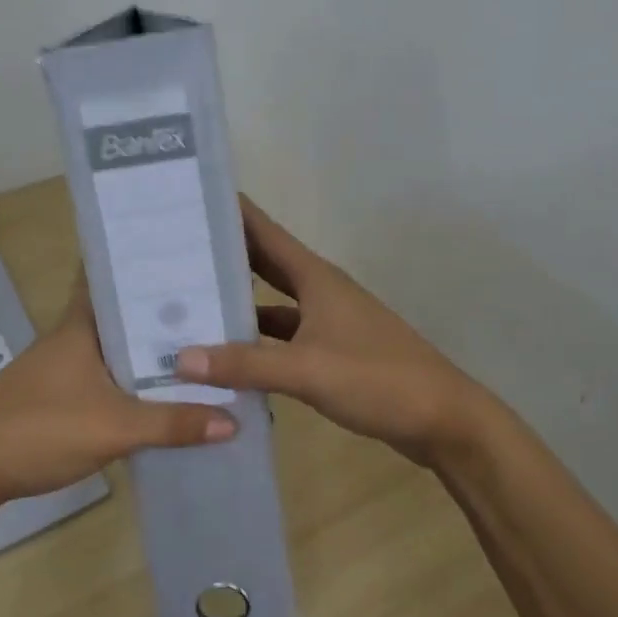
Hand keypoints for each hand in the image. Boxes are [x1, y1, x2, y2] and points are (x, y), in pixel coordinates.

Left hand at [0, 270, 235, 509]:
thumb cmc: (39, 428)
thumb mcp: (114, 426)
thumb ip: (173, 423)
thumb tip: (234, 419)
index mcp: (81, 325)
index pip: (110, 275)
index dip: (143, 261)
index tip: (184, 252)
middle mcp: (71, 336)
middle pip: (121, 312)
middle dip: (161, 308)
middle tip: (213, 303)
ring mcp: (61, 366)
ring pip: (115, 345)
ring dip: (149, 346)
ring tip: (201, 345)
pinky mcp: (57, 395)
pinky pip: (105, 374)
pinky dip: (133, 376)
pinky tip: (160, 390)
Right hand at [175, 196, 496, 467]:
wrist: (442, 420)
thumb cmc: (377, 379)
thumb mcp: (306, 369)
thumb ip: (245, 363)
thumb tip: (181, 358)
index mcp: (315, 278)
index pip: (264, 231)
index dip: (231, 212)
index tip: (191, 196)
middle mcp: (319, 291)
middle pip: (264, 263)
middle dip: (224, 254)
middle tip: (175, 247)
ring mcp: (327, 322)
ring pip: (271, 303)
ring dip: (237, 302)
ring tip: (188, 302)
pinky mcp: (330, 353)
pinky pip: (281, 338)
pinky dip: (255, 342)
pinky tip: (226, 355)